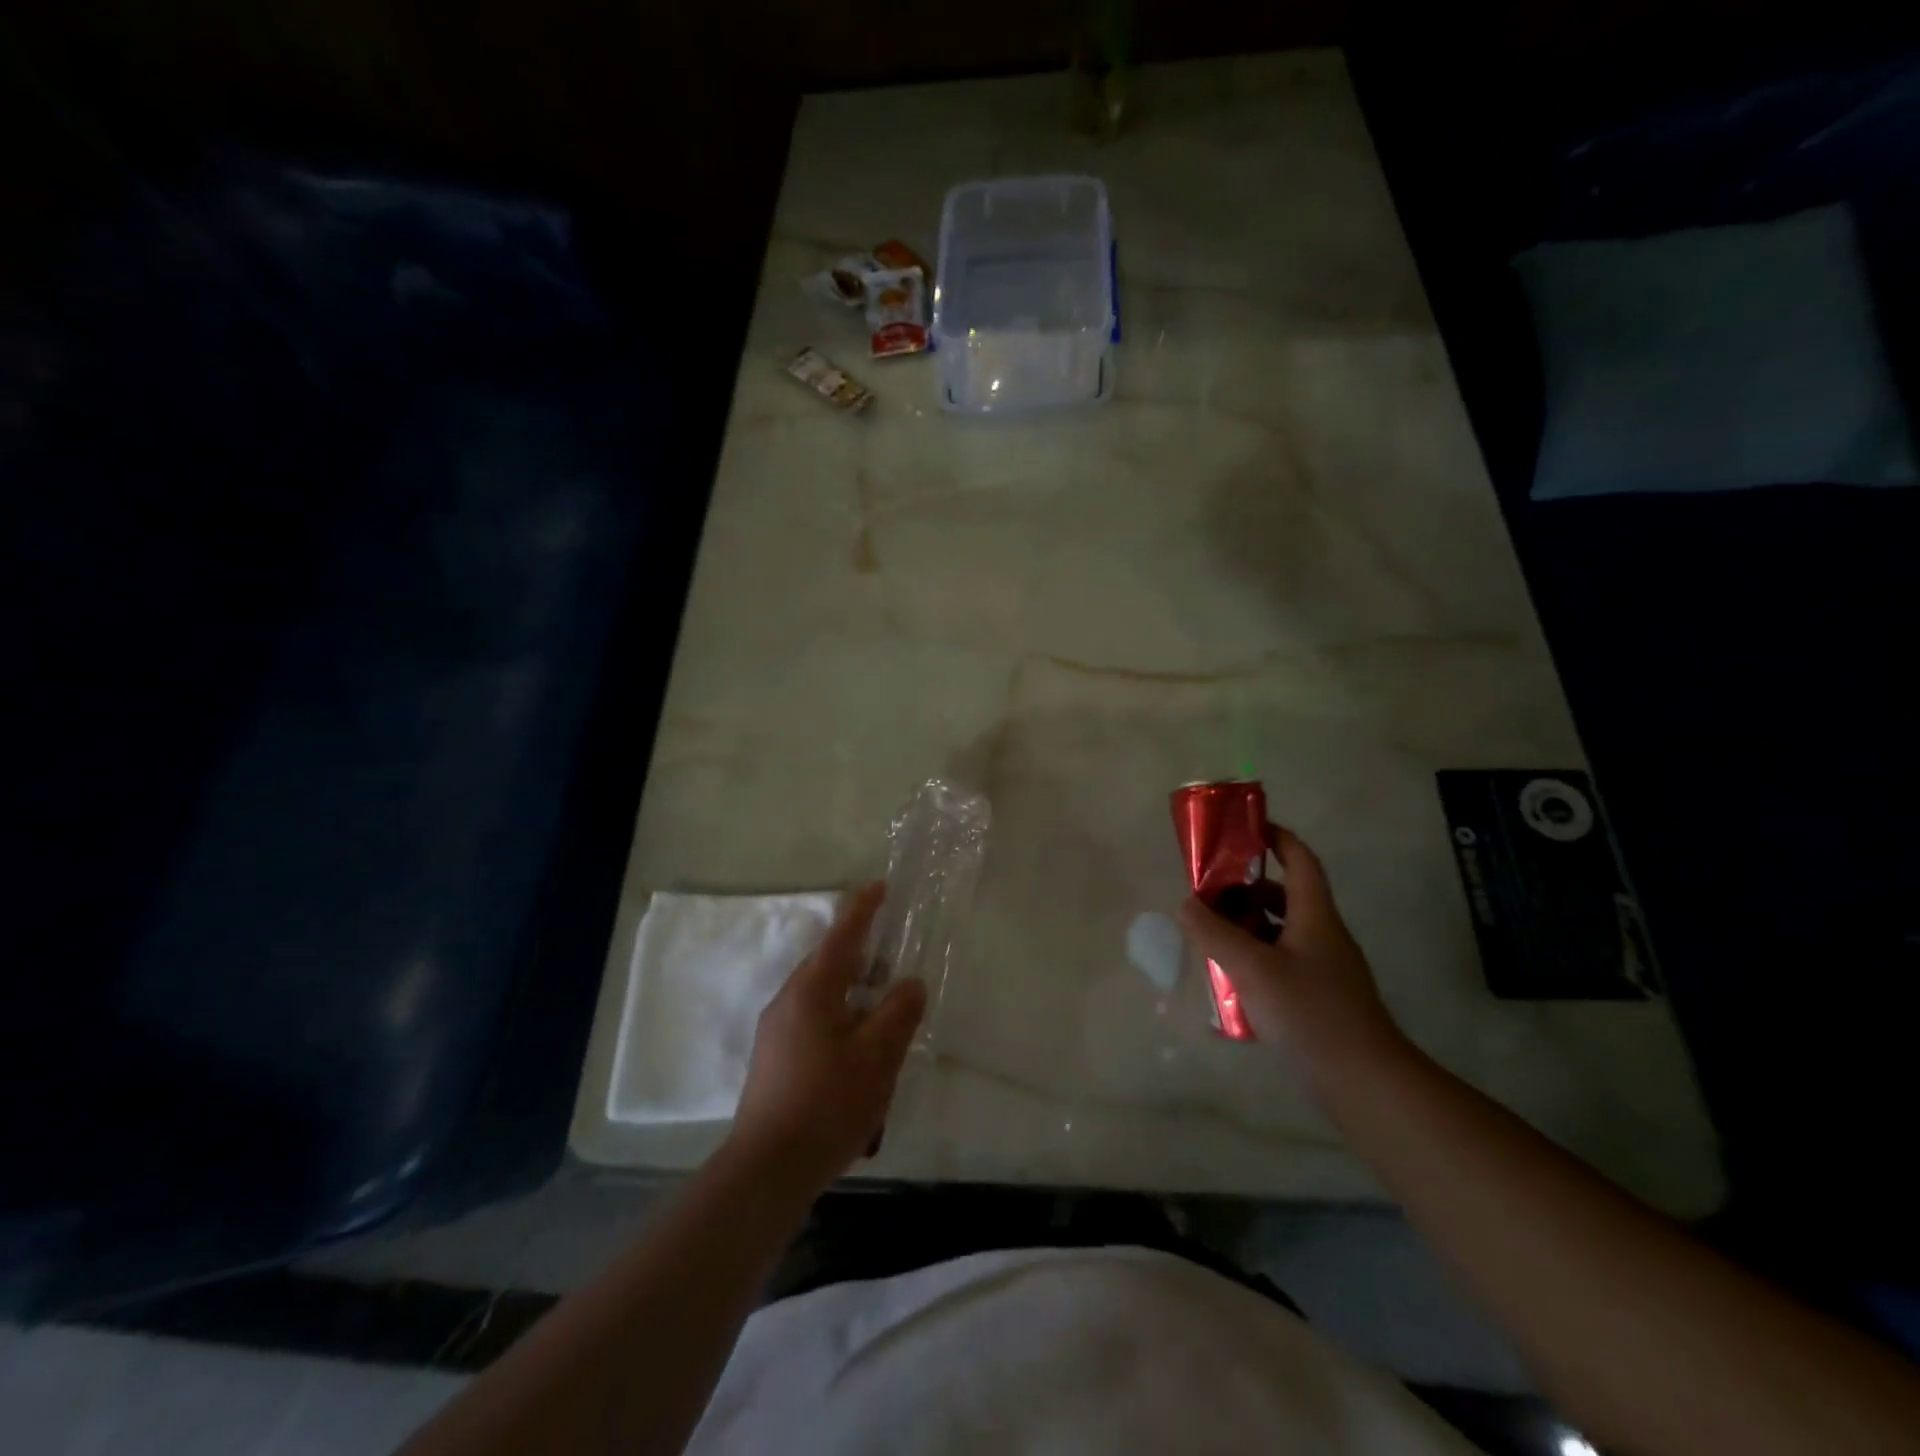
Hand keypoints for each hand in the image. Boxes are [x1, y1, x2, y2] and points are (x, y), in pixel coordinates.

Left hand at [729, 883, 925, 1194]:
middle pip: (829, 965)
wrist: (767, 1169)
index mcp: (812, 990)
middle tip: (892, 960)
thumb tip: (910, 984)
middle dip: (861, 957)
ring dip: (852, 996)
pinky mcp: (774, 1060)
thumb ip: (899, 1013)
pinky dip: (840, 1022)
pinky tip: (858, 1056)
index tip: (880, 886)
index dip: (863, 909)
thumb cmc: (828, 1103)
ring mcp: (776, 1032)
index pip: (842, 936)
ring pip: (821, 997)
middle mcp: (788, 1001)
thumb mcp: (878, 1057)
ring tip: (882, 1015)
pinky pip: (813, 1023)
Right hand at [1178, 828, 1409, 1096]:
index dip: (1275, 837)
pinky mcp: (1319, 998)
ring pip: (1280, 931)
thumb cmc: (1310, 1012)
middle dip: (1245, 887)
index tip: (1244, 829)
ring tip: (1209, 934)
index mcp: (1315, 915)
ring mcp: (1324, 968)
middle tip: (1208, 891)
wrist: (1365, 1081)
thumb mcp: (1252, 967)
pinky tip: (1228, 981)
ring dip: (1246, 926)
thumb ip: (1214, 933)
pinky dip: (1254, 960)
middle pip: (1284, 895)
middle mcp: (1322, 934)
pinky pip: (1281, 963)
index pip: (1299, 859)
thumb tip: (1185, 903)